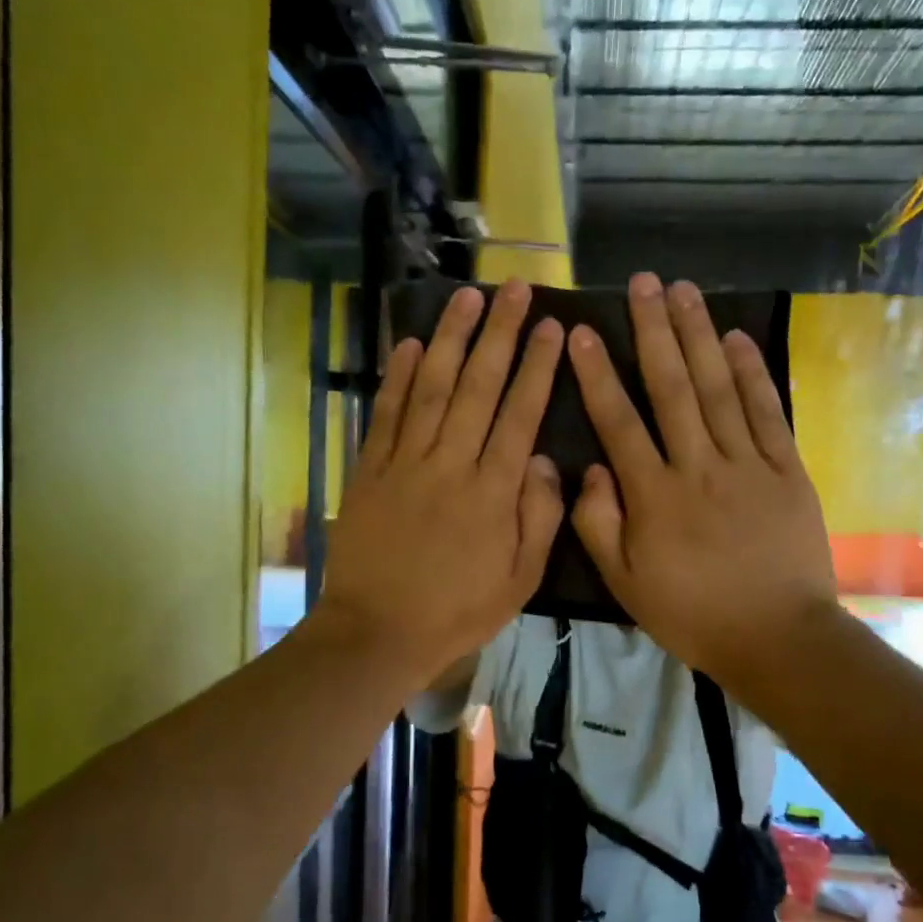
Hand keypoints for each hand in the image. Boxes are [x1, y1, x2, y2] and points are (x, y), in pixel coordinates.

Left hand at [314, 281, 564, 688]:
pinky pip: (387, 415)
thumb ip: (539, 517)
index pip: (520, 414)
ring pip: (433, 388)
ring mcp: (406, 463)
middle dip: (499, 334)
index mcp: (493, 491)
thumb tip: (545, 459)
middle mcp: (451, 463)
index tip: (551, 326)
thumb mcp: (520, 579)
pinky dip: (399, 378)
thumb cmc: (457, 611)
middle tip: (513, 289)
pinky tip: (412, 344)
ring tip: (467, 297)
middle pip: (479, 386)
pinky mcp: (371, 470)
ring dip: (451, 339)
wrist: (377, 631)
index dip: (537, 367)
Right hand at [567, 274, 838, 692]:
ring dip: (699, 335)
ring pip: (718, 388)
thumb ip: (598, 523)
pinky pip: (767, 412)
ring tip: (684, 290)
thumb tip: (591, 468)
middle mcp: (698, 466)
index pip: (618, 422)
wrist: (776, 637)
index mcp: (653, 495)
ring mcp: (747, 464)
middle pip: (672, 387)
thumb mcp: (625, 582)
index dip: (598, 374)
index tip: (583, 331)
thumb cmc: (691, 613)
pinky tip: (736, 338)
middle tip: (642, 283)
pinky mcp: (786, 470)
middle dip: (654, 331)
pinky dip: (752, 373)